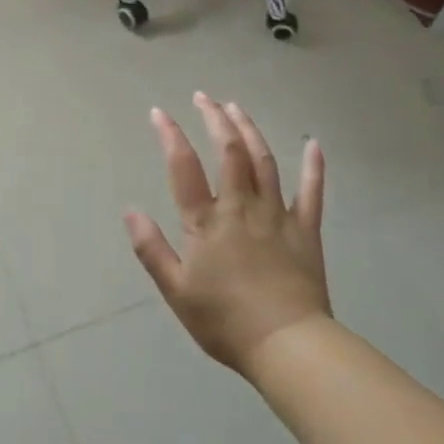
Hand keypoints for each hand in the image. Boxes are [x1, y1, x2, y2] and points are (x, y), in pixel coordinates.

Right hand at [126, 93, 329, 374]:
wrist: (287, 345)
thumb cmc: (225, 321)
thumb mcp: (176, 290)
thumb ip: (152, 248)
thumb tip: (130, 210)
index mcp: (206, 221)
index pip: (183, 166)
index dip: (170, 135)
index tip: (159, 112)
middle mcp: (241, 206)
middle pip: (229, 151)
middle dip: (215, 119)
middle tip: (204, 97)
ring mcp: (277, 215)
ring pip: (264, 161)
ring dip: (250, 130)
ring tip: (237, 108)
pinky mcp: (306, 230)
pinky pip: (311, 192)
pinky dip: (313, 167)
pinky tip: (313, 145)